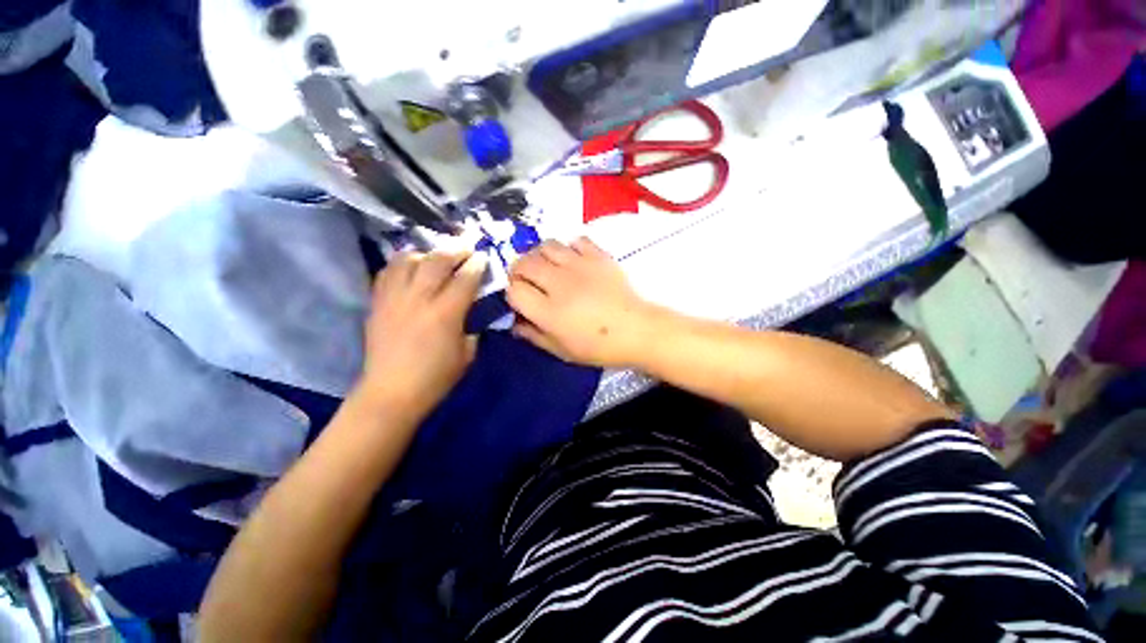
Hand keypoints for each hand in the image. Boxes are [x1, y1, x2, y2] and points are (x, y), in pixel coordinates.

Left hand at [359, 251, 486, 417]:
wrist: (391, 392)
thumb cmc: (436, 377)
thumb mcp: (467, 354)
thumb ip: (471, 327)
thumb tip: (469, 311)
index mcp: (446, 313)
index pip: (465, 279)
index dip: (476, 265)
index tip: (483, 257)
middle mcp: (419, 299)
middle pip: (436, 261)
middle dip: (455, 250)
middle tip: (465, 249)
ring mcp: (394, 298)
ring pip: (408, 260)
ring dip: (427, 253)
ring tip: (436, 256)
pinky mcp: (377, 303)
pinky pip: (387, 272)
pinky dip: (401, 264)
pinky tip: (410, 267)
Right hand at [507, 238, 656, 367]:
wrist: (637, 330)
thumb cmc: (599, 347)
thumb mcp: (562, 351)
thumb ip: (534, 336)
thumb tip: (514, 324)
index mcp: (549, 312)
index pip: (514, 290)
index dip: (512, 293)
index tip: (521, 299)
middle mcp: (560, 284)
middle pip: (524, 263)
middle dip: (519, 271)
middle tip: (529, 280)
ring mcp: (580, 266)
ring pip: (546, 245)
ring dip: (540, 255)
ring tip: (548, 267)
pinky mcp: (598, 256)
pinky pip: (575, 240)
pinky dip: (569, 248)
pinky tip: (573, 261)